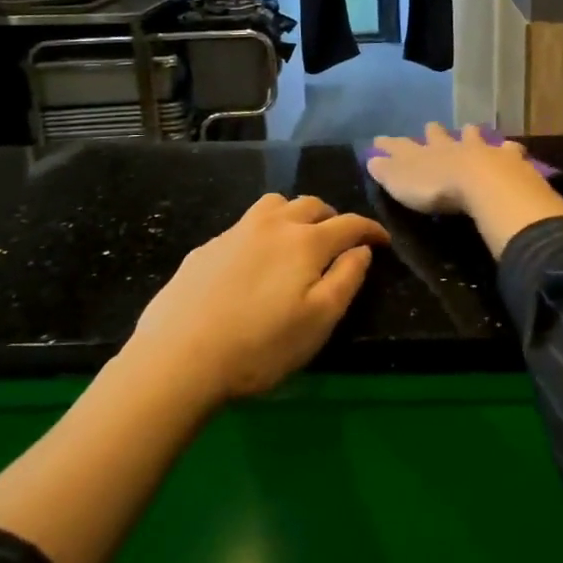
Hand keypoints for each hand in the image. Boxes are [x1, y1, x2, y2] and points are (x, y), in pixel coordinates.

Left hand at [128, 193, 389, 402]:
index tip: (383, 240)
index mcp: (306, 242)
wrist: (179, 358)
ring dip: (295, 214)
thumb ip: (347, 279)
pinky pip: (244, 225)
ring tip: (297, 238)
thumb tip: (361, 250)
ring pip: (274, 205)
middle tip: (339, 241)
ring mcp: (235, 232)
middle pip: (311, 205)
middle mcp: (272, 225)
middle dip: (333, 218)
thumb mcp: (319, 321)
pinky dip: (262, 232)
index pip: (349, 223)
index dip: (370, 229)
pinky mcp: (207, 248)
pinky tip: (253, 261)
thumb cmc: (260, 346)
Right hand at [366, 122, 533, 213]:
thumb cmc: (437, 189)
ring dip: (470, 133)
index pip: (401, 146)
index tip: (380, 139)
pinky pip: (508, 150)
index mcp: (423, 154)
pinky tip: (512, 148)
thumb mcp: (401, 183)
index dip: (390, 144)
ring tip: (470, 128)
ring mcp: (480, 149)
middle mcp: (450, 146)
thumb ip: (386, 171)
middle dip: (433, 132)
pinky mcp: (507, 159)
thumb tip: (370, 159)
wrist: (482, 183)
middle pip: (439, 136)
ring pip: (473, 136)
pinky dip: (508, 149)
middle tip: (431, 126)